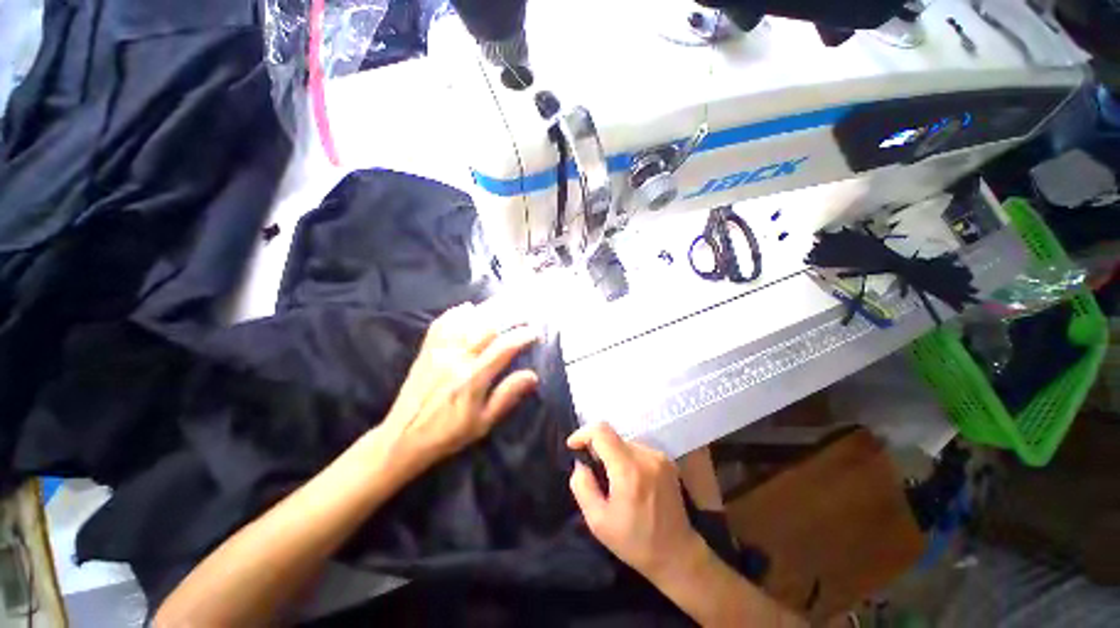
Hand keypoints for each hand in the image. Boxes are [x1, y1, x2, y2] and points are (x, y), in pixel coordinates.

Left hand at [381, 302, 539, 474]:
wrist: (403, 437)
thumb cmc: (448, 433)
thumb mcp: (483, 423)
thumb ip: (506, 396)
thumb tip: (532, 375)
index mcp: (472, 379)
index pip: (504, 348)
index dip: (523, 336)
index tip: (536, 333)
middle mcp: (456, 358)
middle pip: (487, 327)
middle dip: (510, 316)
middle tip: (525, 315)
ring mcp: (439, 351)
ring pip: (467, 321)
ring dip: (489, 310)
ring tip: (505, 305)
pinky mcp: (426, 350)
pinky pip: (442, 323)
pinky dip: (457, 313)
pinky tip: (468, 308)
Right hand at [567, 423, 705, 579]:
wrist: (676, 554)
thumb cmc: (634, 541)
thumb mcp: (598, 521)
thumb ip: (582, 487)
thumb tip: (581, 463)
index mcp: (629, 470)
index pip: (601, 431)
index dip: (583, 433)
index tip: (573, 447)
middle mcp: (646, 456)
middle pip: (612, 437)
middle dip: (597, 449)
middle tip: (593, 473)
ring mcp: (659, 457)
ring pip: (624, 442)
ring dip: (613, 454)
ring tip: (613, 480)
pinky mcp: (667, 461)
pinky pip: (638, 449)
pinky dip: (627, 458)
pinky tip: (630, 481)